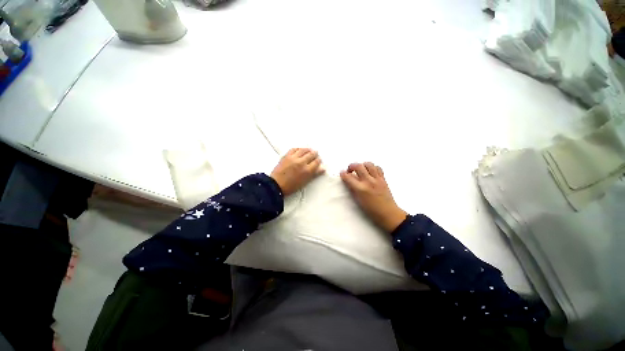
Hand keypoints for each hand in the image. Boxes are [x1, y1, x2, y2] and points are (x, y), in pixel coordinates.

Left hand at [270, 148, 324, 195]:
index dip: (318, 160)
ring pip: (303, 150)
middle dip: (315, 154)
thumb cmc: (291, 186)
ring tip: (309, 150)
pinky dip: (298, 149)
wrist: (276, 185)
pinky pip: (294, 149)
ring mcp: (294, 158)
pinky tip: (300, 150)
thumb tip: (322, 168)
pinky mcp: (286, 156)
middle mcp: (301, 162)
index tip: (319, 160)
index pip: (316, 162)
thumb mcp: (305, 182)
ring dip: (308, 150)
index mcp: (307, 170)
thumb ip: (314, 174)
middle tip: (315, 154)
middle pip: (311, 154)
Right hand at [340, 162, 406, 232]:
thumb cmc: (371, 210)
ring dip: (362, 165)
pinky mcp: (383, 179)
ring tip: (361, 170)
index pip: (348, 177)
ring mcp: (377, 179)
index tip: (342, 173)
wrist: (388, 213)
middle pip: (358, 166)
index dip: (343, 174)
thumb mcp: (358, 200)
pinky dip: (373, 167)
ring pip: (368, 164)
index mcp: (360, 189)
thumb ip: (352, 189)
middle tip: (350, 170)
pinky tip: (370, 172)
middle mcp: (368, 181)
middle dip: (351, 166)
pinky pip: (378, 168)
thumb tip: (348, 181)